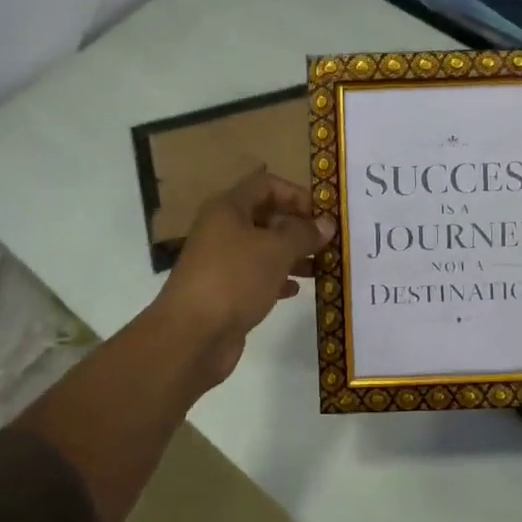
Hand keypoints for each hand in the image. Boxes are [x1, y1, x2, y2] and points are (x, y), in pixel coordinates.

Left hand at [152, 170, 336, 386]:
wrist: (191, 336)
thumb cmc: (234, 279)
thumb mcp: (276, 250)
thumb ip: (304, 233)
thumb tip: (327, 223)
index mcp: (229, 208)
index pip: (267, 185)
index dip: (297, 194)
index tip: (323, 214)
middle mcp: (222, 229)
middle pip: (266, 216)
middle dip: (298, 227)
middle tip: (329, 242)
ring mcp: (221, 261)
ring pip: (263, 248)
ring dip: (292, 254)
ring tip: (321, 267)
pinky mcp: (224, 291)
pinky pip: (256, 276)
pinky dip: (277, 278)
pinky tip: (296, 290)